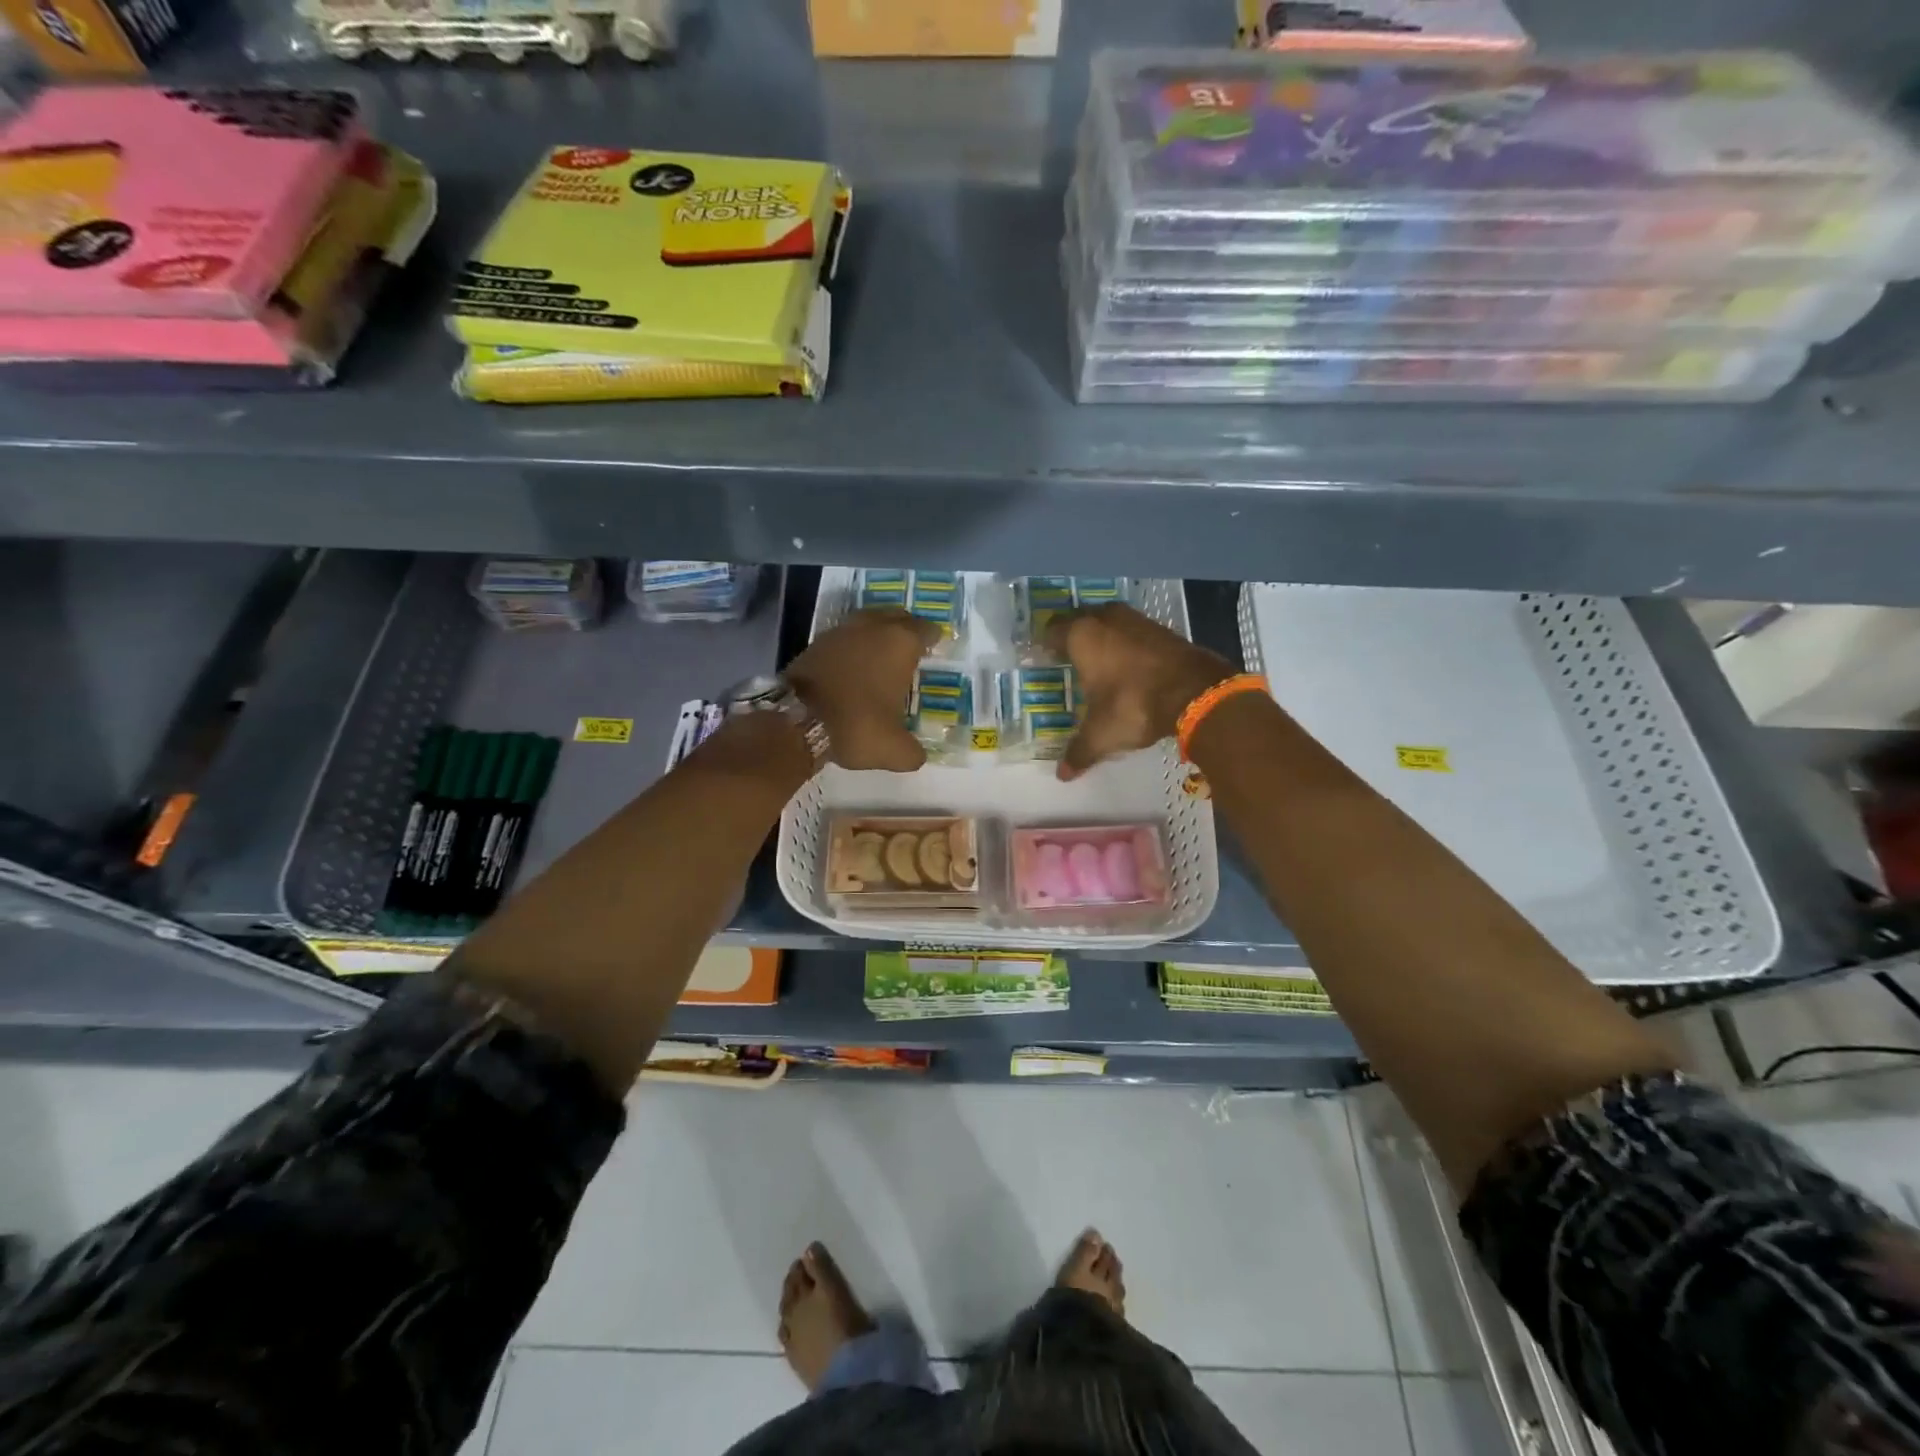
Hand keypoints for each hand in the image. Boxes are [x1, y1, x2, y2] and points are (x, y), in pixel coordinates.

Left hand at [787, 608, 939, 771]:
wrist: (795, 720)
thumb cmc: (856, 725)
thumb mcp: (894, 751)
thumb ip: (913, 752)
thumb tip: (917, 754)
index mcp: (899, 643)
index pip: (926, 630)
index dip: (934, 639)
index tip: (937, 649)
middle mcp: (872, 628)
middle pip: (897, 617)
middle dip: (906, 628)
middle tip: (913, 647)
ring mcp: (841, 632)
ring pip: (868, 623)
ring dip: (877, 634)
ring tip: (883, 655)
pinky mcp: (816, 643)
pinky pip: (845, 638)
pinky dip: (853, 647)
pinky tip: (854, 666)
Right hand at [1045, 605, 1233, 781]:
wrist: (1196, 692)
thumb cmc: (1133, 705)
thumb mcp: (1101, 734)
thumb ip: (1079, 751)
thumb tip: (1062, 775)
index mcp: (1081, 635)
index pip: (1052, 632)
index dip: (1045, 646)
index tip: (1043, 660)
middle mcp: (1105, 619)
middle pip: (1079, 621)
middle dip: (1073, 638)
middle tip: (1067, 660)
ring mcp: (1136, 619)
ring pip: (1108, 622)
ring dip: (1102, 637)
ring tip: (1097, 662)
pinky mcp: (1162, 628)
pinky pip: (1132, 631)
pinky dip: (1126, 643)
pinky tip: (1127, 665)